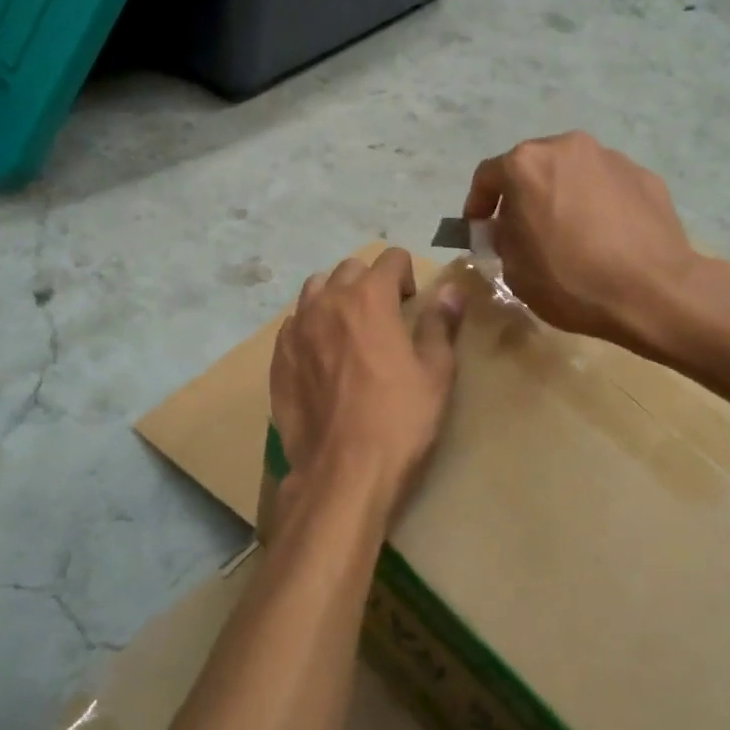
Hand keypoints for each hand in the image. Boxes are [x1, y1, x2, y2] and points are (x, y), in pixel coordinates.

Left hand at [269, 250, 464, 533]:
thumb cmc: (399, 420)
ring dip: (336, 297)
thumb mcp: (435, 372)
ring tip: (350, 328)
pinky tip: (323, 354)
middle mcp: (327, 302)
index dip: (406, 272)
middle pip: (349, 269)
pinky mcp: (278, 357)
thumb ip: (441, 324)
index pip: (389, 258)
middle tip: (386, 314)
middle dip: (370, 281)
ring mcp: (296, 329)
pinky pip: (294, 323)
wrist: (341, 471)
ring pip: (315, 290)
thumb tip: (451, 290)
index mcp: (368, 298)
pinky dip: (311, 325)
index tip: (413, 299)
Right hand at [464, 132, 713, 350]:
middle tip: (524, 229)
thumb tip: (511, 228)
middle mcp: (567, 148)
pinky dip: (598, 204)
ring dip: (562, 195)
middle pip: (533, 167)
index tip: (478, 228)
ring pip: (573, 173)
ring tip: (570, 233)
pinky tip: (605, 237)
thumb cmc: (571, 281)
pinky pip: (607, 186)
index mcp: (527, 165)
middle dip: (523, 195)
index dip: (477, 204)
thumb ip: (503, 239)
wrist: (654, 291)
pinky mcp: (645, 175)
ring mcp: (610, 157)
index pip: (487, 176)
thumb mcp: (514, 270)